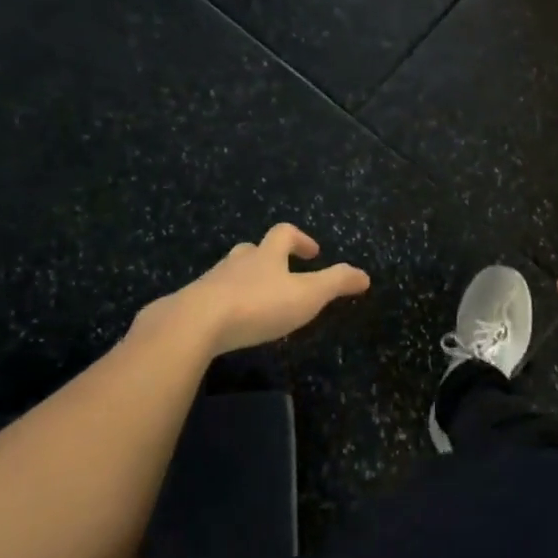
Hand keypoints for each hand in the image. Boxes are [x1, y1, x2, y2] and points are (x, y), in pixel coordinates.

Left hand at [144, 224, 369, 356]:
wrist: (195, 323)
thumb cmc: (258, 305)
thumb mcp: (307, 295)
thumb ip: (337, 283)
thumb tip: (365, 275)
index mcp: (267, 255)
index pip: (285, 233)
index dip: (301, 239)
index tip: (314, 253)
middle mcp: (238, 262)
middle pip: (253, 250)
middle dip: (269, 258)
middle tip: (282, 274)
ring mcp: (212, 281)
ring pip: (231, 272)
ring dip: (245, 281)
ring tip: (257, 302)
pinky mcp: (191, 304)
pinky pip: (212, 298)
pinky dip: (224, 304)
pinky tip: (229, 323)